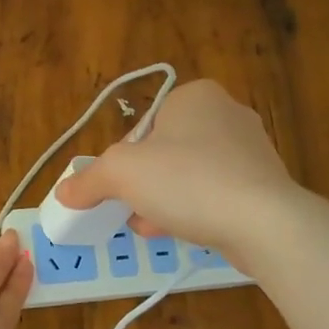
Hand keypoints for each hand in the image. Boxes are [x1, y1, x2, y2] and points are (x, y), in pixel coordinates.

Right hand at [53, 80, 300, 260]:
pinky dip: (195, 210)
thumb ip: (89, 180)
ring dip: (165, 200)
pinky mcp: (264, 184)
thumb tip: (64, 191)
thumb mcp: (122, 174)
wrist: (264, 223)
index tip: (119, 186)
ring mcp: (251, 150)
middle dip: (144, 183)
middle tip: (131, 208)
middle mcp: (227, 113)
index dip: (123, 158)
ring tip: (150, 226)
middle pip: (165, 151)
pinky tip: (181, 232)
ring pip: (190, 174)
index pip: (143, 125)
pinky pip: (216, 194)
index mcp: (195, 96)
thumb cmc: (187, 181)